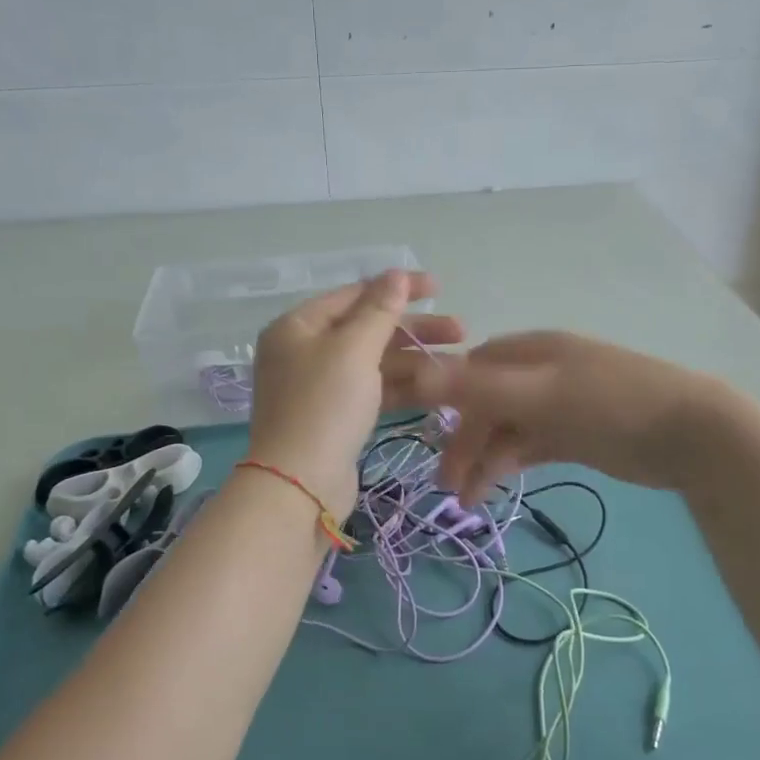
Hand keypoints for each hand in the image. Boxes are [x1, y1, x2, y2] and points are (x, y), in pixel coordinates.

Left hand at [247, 270, 462, 515]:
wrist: (299, 486)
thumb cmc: (325, 406)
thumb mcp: (354, 350)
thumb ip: (379, 310)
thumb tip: (396, 273)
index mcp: (298, 326)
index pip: (355, 294)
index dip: (398, 289)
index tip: (440, 288)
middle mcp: (304, 351)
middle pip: (367, 329)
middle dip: (415, 329)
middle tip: (461, 331)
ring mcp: (319, 387)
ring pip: (374, 362)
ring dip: (415, 360)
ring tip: (460, 363)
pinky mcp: (335, 417)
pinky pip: (373, 391)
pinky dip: (402, 387)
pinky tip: (438, 388)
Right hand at [425, 332, 734, 504]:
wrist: (690, 435)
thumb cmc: (611, 404)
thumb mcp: (541, 393)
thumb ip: (478, 387)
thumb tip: (415, 373)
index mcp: (530, 352)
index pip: (471, 369)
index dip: (444, 398)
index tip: (421, 433)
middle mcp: (540, 373)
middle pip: (486, 404)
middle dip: (463, 442)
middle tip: (446, 486)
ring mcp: (558, 405)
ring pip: (506, 429)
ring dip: (484, 460)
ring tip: (467, 502)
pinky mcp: (574, 434)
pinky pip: (529, 446)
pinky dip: (509, 464)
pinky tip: (494, 489)